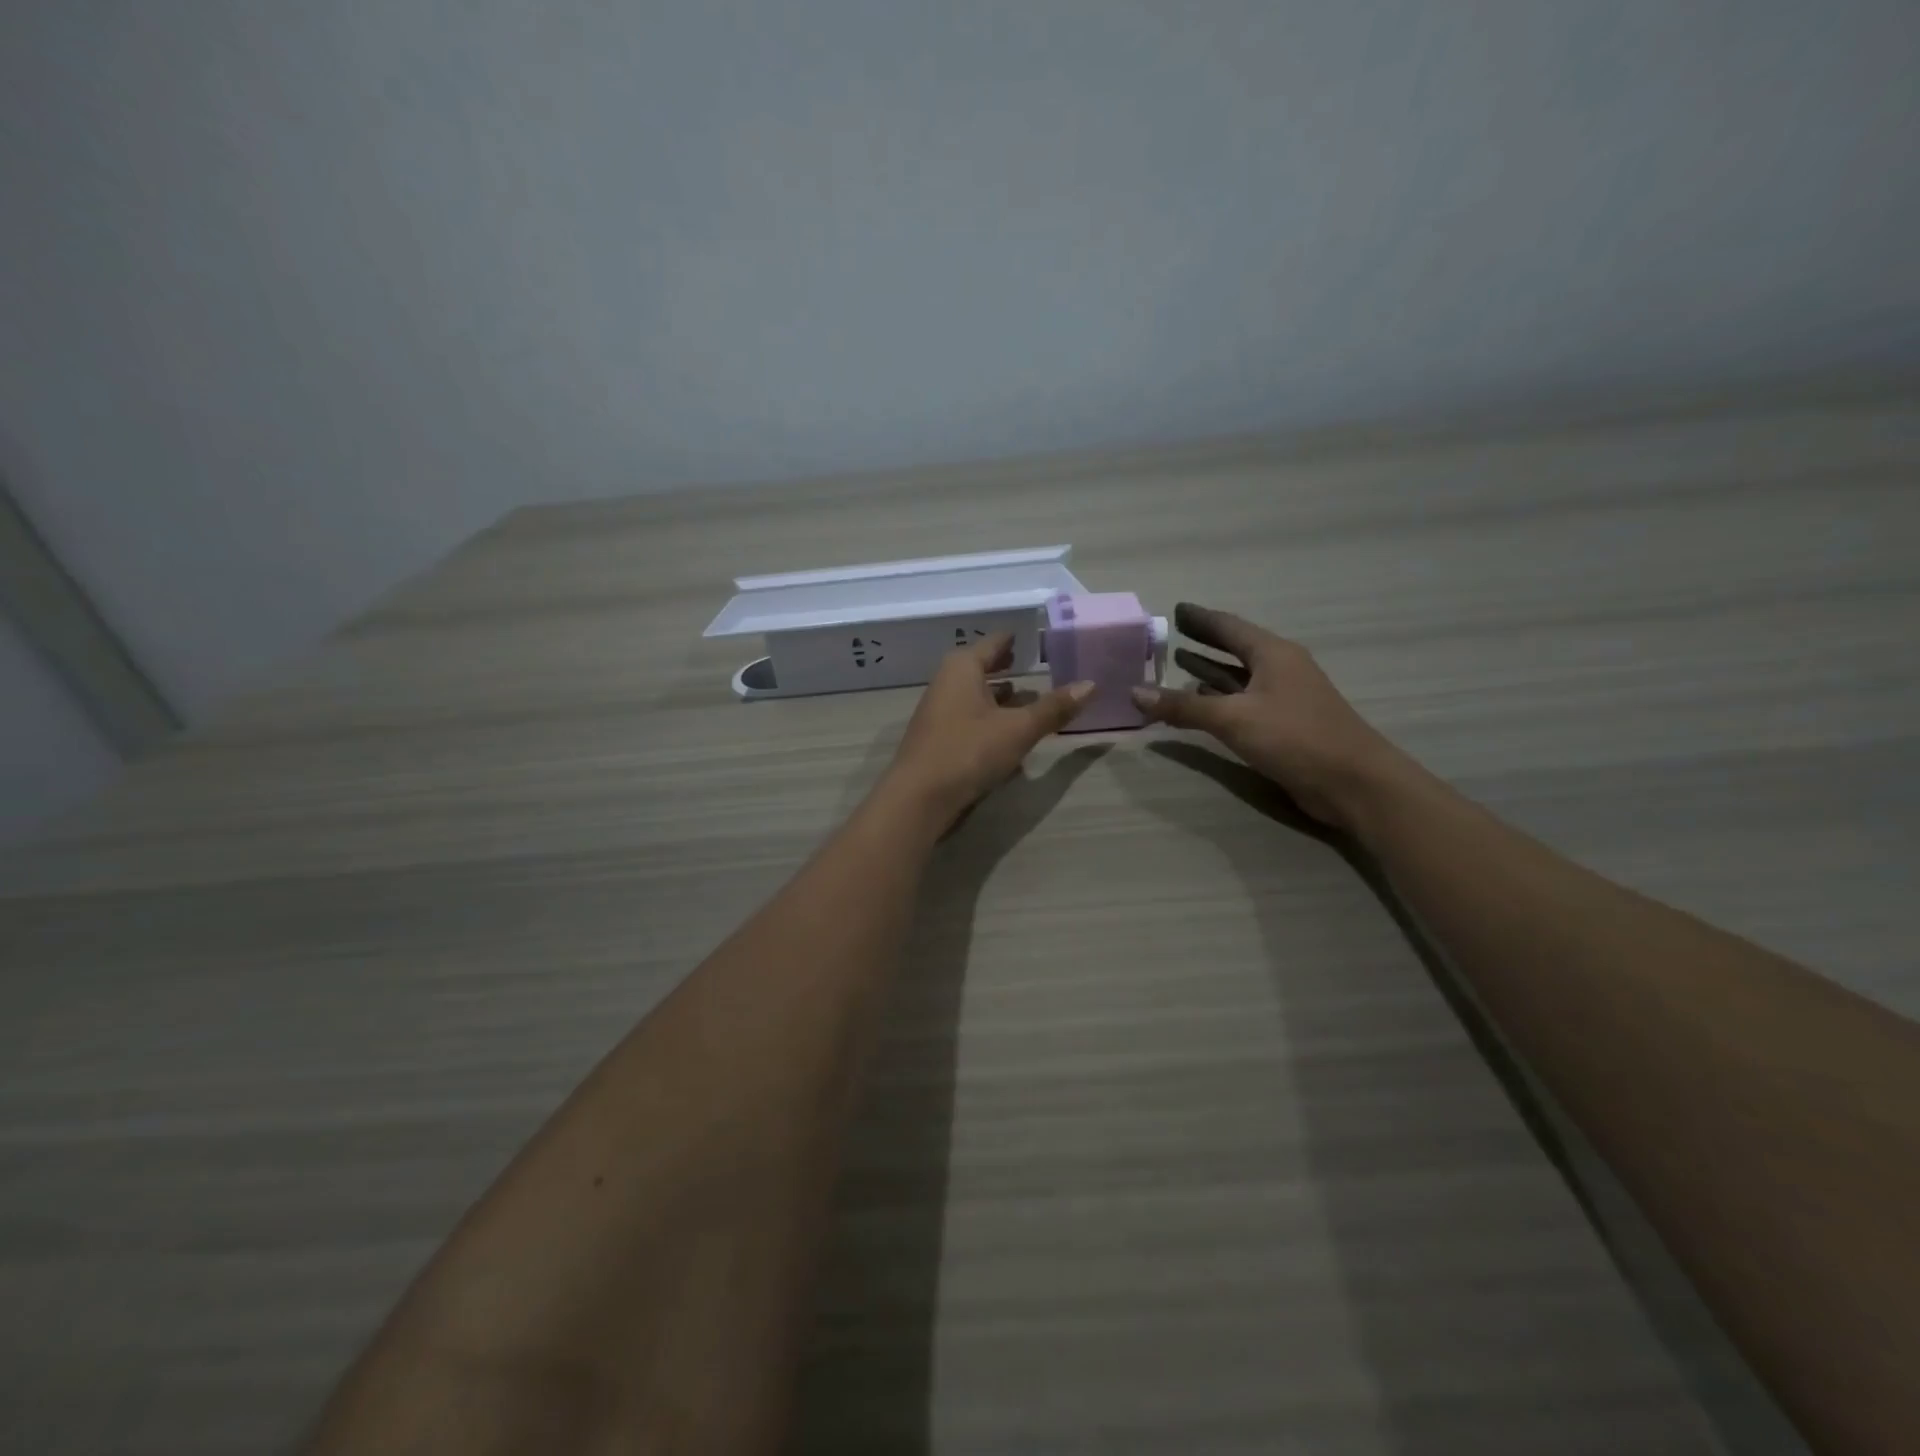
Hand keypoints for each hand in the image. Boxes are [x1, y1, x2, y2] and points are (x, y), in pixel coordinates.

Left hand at [880, 634, 1093, 831]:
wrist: (919, 797)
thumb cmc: (969, 751)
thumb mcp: (1019, 729)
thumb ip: (1054, 708)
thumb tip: (1091, 684)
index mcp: (962, 667)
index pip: (994, 642)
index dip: (1017, 640)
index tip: (1038, 639)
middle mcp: (946, 682)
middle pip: (982, 667)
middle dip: (1008, 668)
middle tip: (1037, 665)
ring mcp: (939, 711)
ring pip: (976, 695)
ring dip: (1000, 696)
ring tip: (1029, 697)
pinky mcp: (938, 738)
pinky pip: (970, 718)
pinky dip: (990, 717)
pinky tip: (1008, 732)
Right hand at [1131, 603, 1405, 829]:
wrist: (1353, 782)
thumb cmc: (1295, 737)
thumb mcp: (1233, 719)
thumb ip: (1183, 706)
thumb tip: (1135, 692)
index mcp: (1273, 654)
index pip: (1229, 627)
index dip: (1201, 618)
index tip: (1176, 610)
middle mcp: (1280, 669)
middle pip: (1236, 648)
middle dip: (1205, 641)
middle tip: (1172, 634)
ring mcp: (1285, 697)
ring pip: (1240, 676)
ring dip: (1211, 671)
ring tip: (1179, 664)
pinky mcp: (1285, 724)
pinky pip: (1245, 701)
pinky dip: (1221, 698)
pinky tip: (1202, 703)